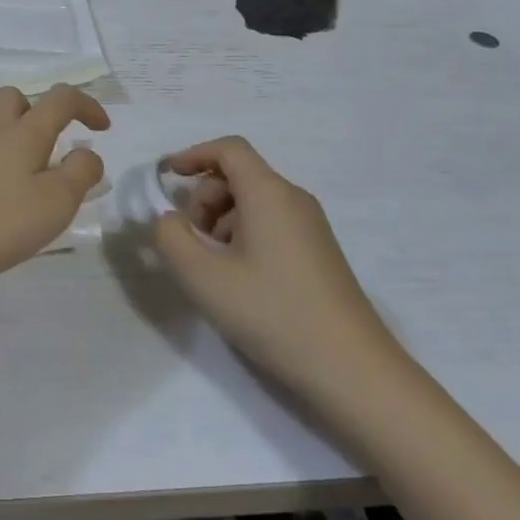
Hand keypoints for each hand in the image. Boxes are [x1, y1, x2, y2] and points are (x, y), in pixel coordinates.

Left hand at [0, 84, 109, 297]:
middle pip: (13, 98)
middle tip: (45, 149)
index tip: (101, 128)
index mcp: (24, 135)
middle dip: (35, 113)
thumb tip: (87, 153)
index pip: (61, 100)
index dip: (86, 105)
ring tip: (6, 155)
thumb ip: (80, 174)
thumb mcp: (56, 205)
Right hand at [157, 137, 412, 422]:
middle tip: (190, 242)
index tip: (167, 178)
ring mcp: (310, 227)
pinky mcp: (317, 253)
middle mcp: (293, 199)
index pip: (228, 149)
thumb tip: (169, 220)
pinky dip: (242, 237)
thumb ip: (171, 238)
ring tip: (212, 268)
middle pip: (238, 176)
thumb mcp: (203, 277)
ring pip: (252, 203)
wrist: (352, 370)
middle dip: (203, 199)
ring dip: (220, 222)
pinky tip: (238, 280)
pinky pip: (270, 224)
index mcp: (269, 193)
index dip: (193, 155)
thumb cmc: (273, 313)